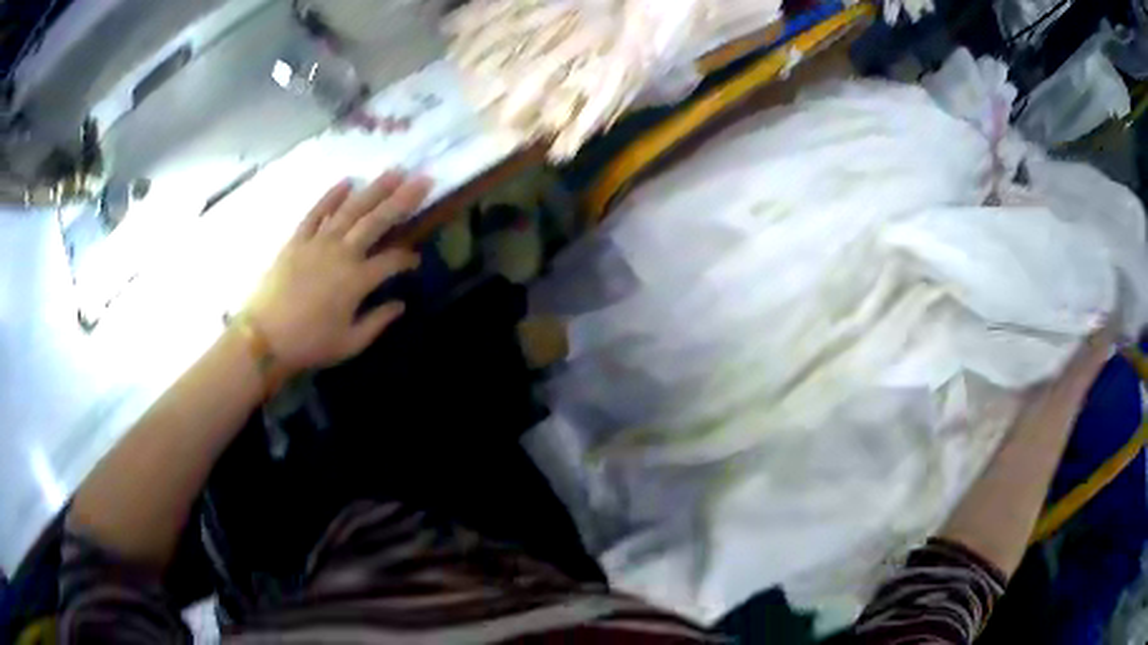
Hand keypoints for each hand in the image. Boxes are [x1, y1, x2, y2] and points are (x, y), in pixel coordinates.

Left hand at [242, 171, 431, 375]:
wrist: (264, 337)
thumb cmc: (309, 344)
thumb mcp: (349, 343)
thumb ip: (378, 322)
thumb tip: (400, 304)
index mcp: (357, 281)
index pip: (392, 260)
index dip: (407, 258)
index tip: (415, 261)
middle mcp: (341, 253)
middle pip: (377, 221)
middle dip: (403, 200)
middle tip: (423, 179)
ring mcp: (318, 242)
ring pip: (351, 210)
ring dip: (374, 189)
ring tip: (395, 171)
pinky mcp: (297, 240)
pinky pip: (316, 212)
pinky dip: (331, 196)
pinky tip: (347, 181)